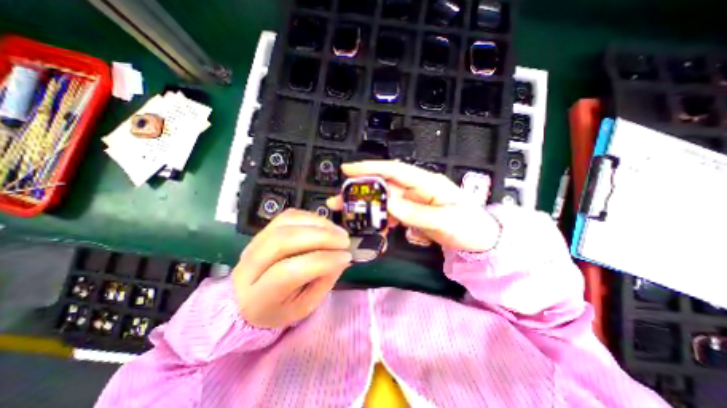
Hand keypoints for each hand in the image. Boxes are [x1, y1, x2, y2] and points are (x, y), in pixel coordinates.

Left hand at [229, 210, 348, 327]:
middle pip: (284, 240)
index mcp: (256, 297)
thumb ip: (324, 281)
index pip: (288, 272)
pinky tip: (326, 226)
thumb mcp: (305, 306)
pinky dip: (312, 218)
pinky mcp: (263, 230)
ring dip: (319, 224)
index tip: (346, 257)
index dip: (322, 261)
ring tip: (338, 232)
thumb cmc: (280, 307)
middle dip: (322, 237)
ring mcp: (254, 242)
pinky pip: (289, 215)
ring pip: (286, 223)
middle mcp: (249, 265)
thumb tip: (342, 257)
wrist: (249, 298)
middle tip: (344, 241)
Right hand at [328, 160, 499, 251]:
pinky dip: (381, 218)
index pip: (395, 170)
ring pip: (385, 198)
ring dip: (367, 205)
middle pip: (384, 184)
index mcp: (427, 182)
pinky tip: (374, 226)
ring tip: (349, 213)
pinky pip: (391, 211)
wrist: (479, 238)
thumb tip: (389, 205)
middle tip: (338, 198)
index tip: (348, 169)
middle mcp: (417, 188)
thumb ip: (417, 214)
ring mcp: (413, 200)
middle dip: (361, 189)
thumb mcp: (445, 221)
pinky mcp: (411, 211)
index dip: (371, 168)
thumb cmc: (468, 226)